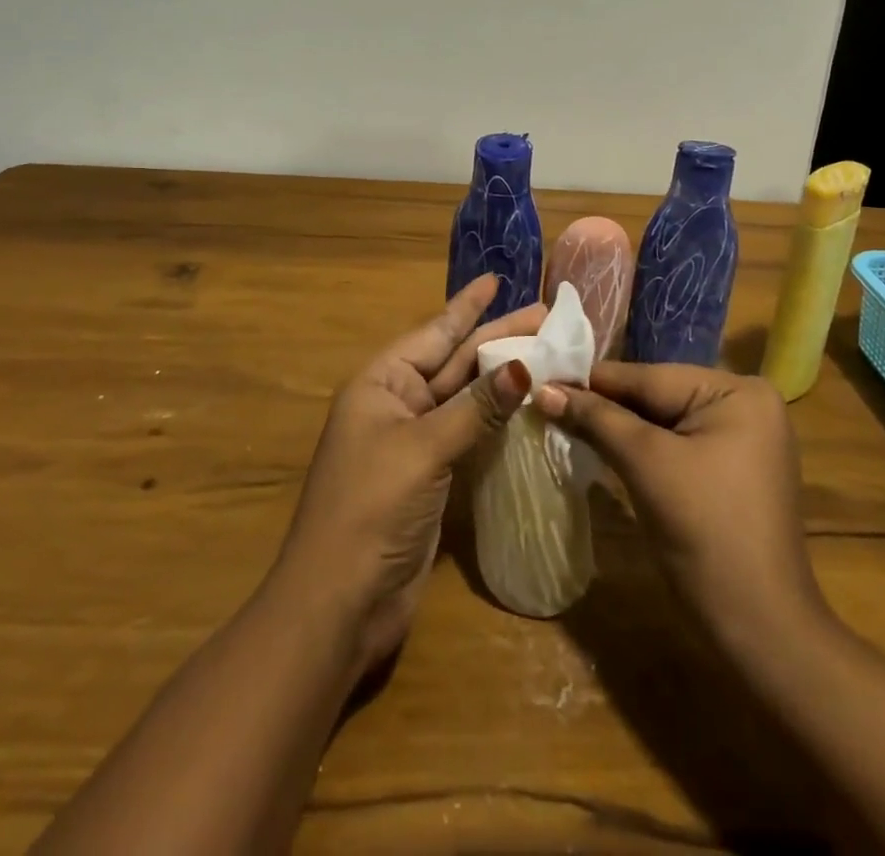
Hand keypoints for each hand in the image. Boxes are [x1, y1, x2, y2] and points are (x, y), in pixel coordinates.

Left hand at [272, 275, 538, 677]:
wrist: (338, 604)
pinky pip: (470, 434)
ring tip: (546, 353)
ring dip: (502, 378)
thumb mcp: (422, 449)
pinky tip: (528, 406)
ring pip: (466, 398)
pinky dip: (498, 420)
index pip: (434, 333)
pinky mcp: (432, 478)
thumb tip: (524, 367)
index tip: (496, 280)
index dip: (467, 306)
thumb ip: (475, 408)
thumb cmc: (370, 509)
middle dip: (497, 338)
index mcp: (381, 384)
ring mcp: (415, 443)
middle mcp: (397, 405)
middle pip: (455, 362)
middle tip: (546, 317)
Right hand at [535, 362, 822, 650]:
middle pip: (656, 396)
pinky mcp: (729, 471)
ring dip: (616, 427)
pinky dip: (639, 449)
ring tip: (560, 419)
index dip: (592, 380)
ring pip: (662, 422)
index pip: (648, 376)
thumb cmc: (706, 533)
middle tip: (545, 401)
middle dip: (604, 405)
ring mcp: (741, 439)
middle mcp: (745, 403)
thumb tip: (543, 389)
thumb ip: (596, 420)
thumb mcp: (646, 464)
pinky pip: (674, 446)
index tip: (542, 377)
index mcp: (737, 390)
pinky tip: (599, 447)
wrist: (760, 630)